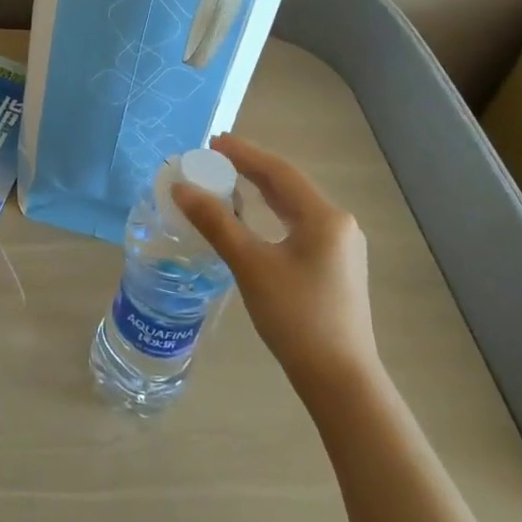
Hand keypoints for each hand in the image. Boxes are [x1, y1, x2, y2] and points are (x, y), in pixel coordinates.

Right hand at [170, 133, 377, 390]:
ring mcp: (340, 247)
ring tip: (228, 181)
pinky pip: (298, 226)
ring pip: (294, 207)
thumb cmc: (296, 316)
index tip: (213, 142)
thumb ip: (216, 222)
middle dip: (251, 169)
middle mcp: (337, 224)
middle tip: (214, 158)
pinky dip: (271, 214)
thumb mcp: (250, 265)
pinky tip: (254, 219)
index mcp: (324, 217)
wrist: (339, 378)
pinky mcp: (334, 267)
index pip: (279, 172)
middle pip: (288, 186)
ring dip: (261, 191)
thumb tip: (181, 189)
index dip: (244, 153)